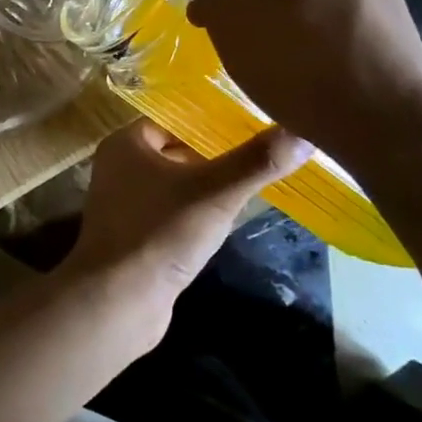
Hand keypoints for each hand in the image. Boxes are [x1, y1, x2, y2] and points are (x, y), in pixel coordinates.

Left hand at [61, 118, 306, 313]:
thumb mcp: (215, 193)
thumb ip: (257, 162)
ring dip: (208, 186)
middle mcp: (119, 166)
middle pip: (176, 150)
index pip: (175, 118)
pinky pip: (171, 212)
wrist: (117, 303)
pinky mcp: (135, 235)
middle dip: (215, 156)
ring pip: (176, 183)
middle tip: (260, 156)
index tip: (254, 125)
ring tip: (252, 183)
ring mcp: (125, 203)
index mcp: (126, 143)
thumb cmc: (160, 234)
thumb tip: (303, 132)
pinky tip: (225, 221)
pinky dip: (195, 213)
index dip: (212, 122)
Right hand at [171, 0, 421, 179]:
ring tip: (266, 60)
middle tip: (230, 42)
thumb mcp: (230, 10)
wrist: (388, 127)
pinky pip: (331, 17)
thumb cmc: (297, 61)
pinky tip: (304, 69)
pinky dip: (308, 36)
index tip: (207, 21)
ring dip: (274, 18)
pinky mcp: (391, 22)